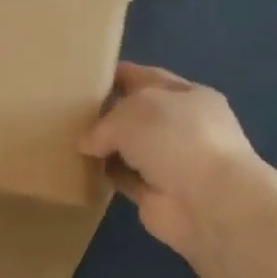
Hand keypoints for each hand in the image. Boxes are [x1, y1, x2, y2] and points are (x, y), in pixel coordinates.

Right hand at [80, 63, 259, 257]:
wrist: (208, 202)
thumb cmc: (176, 140)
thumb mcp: (132, 113)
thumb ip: (103, 124)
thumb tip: (88, 144)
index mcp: (187, 95)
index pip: (147, 78)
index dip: (118, 75)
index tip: (86, 76)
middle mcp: (181, 126)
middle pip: (136, 115)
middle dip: (106, 113)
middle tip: (69, 112)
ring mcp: (170, 161)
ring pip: (128, 148)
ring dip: (103, 148)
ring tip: (68, 141)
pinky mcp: (156, 193)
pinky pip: (124, 179)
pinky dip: (105, 176)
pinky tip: (80, 170)